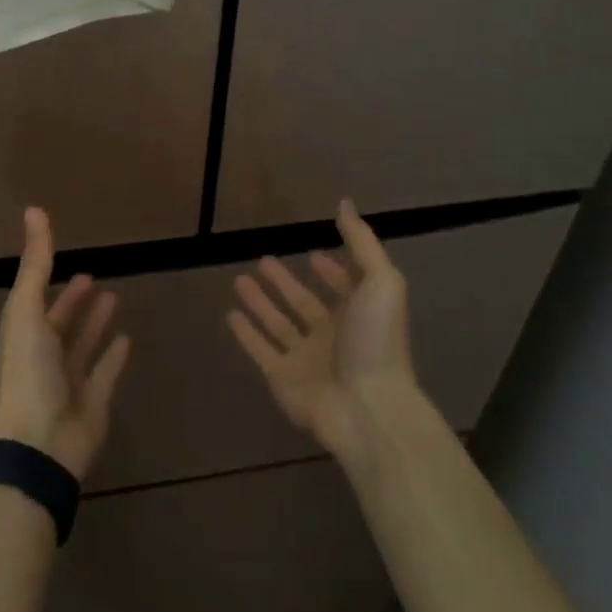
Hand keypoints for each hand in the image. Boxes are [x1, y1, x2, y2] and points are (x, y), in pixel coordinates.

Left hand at [0, 207, 131, 480]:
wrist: (40, 441)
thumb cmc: (29, 371)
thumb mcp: (27, 309)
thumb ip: (36, 262)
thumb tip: (34, 209)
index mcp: (24, 334)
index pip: (36, 300)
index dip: (50, 279)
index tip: (67, 258)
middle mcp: (44, 355)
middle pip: (60, 323)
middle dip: (73, 301)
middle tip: (93, 277)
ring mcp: (69, 380)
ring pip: (84, 345)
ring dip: (95, 323)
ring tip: (114, 298)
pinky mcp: (94, 401)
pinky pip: (106, 372)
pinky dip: (114, 356)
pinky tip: (128, 338)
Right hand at [226, 199, 423, 461]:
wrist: (366, 409)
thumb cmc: (376, 342)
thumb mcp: (381, 283)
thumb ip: (362, 243)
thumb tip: (345, 203)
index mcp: (359, 315)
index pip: (344, 287)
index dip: (332, 270)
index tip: (313, 252)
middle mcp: (332, 336)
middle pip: (304, 303)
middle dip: (286, 283)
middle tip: (263, 260)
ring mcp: (306, 359)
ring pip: (278, 324)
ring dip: (261, 302)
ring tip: (239, 279)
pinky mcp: (281, 378)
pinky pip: (259, 350)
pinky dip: (245, 334)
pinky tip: (230, 315)